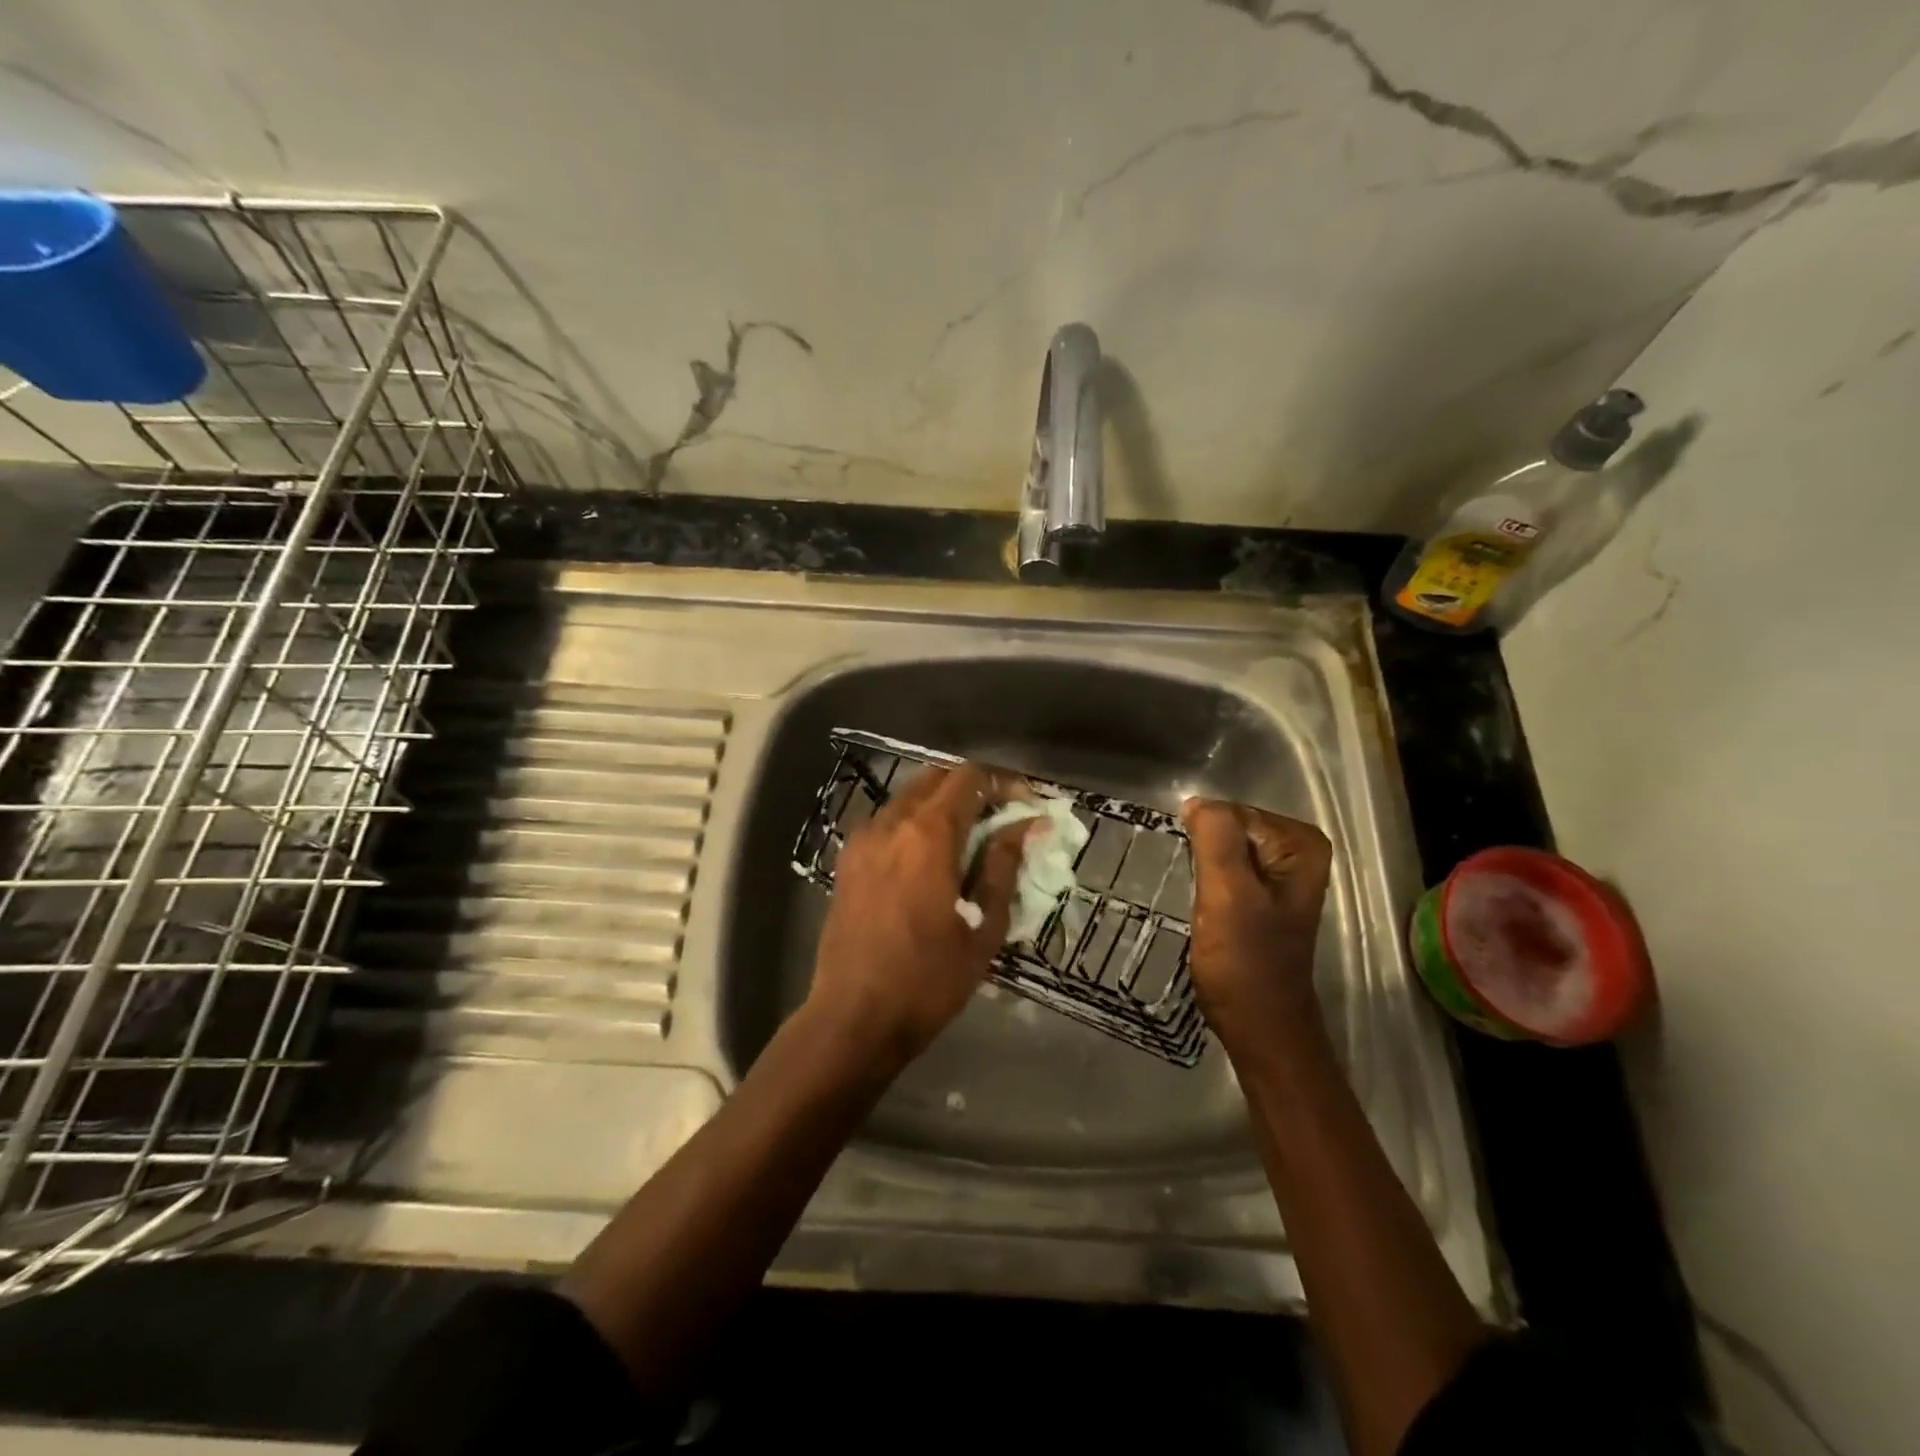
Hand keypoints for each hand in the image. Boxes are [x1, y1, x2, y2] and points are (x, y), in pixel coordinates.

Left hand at [808, 763, 1030, 1066]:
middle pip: (937, 778)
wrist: (852, 1018)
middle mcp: (891, 823)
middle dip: (973, 788)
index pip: (970, 778)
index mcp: (928, 835)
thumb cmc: (927, 981)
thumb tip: (1024, 827)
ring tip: (969, 839)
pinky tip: (930, 858)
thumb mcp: (981, 928)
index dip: (1004, 782)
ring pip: (909, 797)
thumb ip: (1002, 868)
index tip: (1027, 803)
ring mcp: (862, 839)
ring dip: (942, 804)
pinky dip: (914, 823)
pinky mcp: (847, 860)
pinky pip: (887, 822)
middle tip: (1001, 817)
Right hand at [1181, 798, 1332, 1047]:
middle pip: (1228, 827)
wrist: (1259, 1025)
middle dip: (1203, 851)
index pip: (1232, 812)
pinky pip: (1223, 869)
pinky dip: (1206, 881)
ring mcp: (1279, 874)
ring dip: (1201, 866)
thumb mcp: (1228, 893)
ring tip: (1195, 897)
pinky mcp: (1259, 896)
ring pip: (1222, 849)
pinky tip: (1200, 904)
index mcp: (1301, 843)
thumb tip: (1196, 802)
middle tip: (1195, 888)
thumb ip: (1216, 839)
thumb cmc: (1246, 961)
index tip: (1197, 874)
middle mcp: (1297, 851)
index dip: (1206, 839)